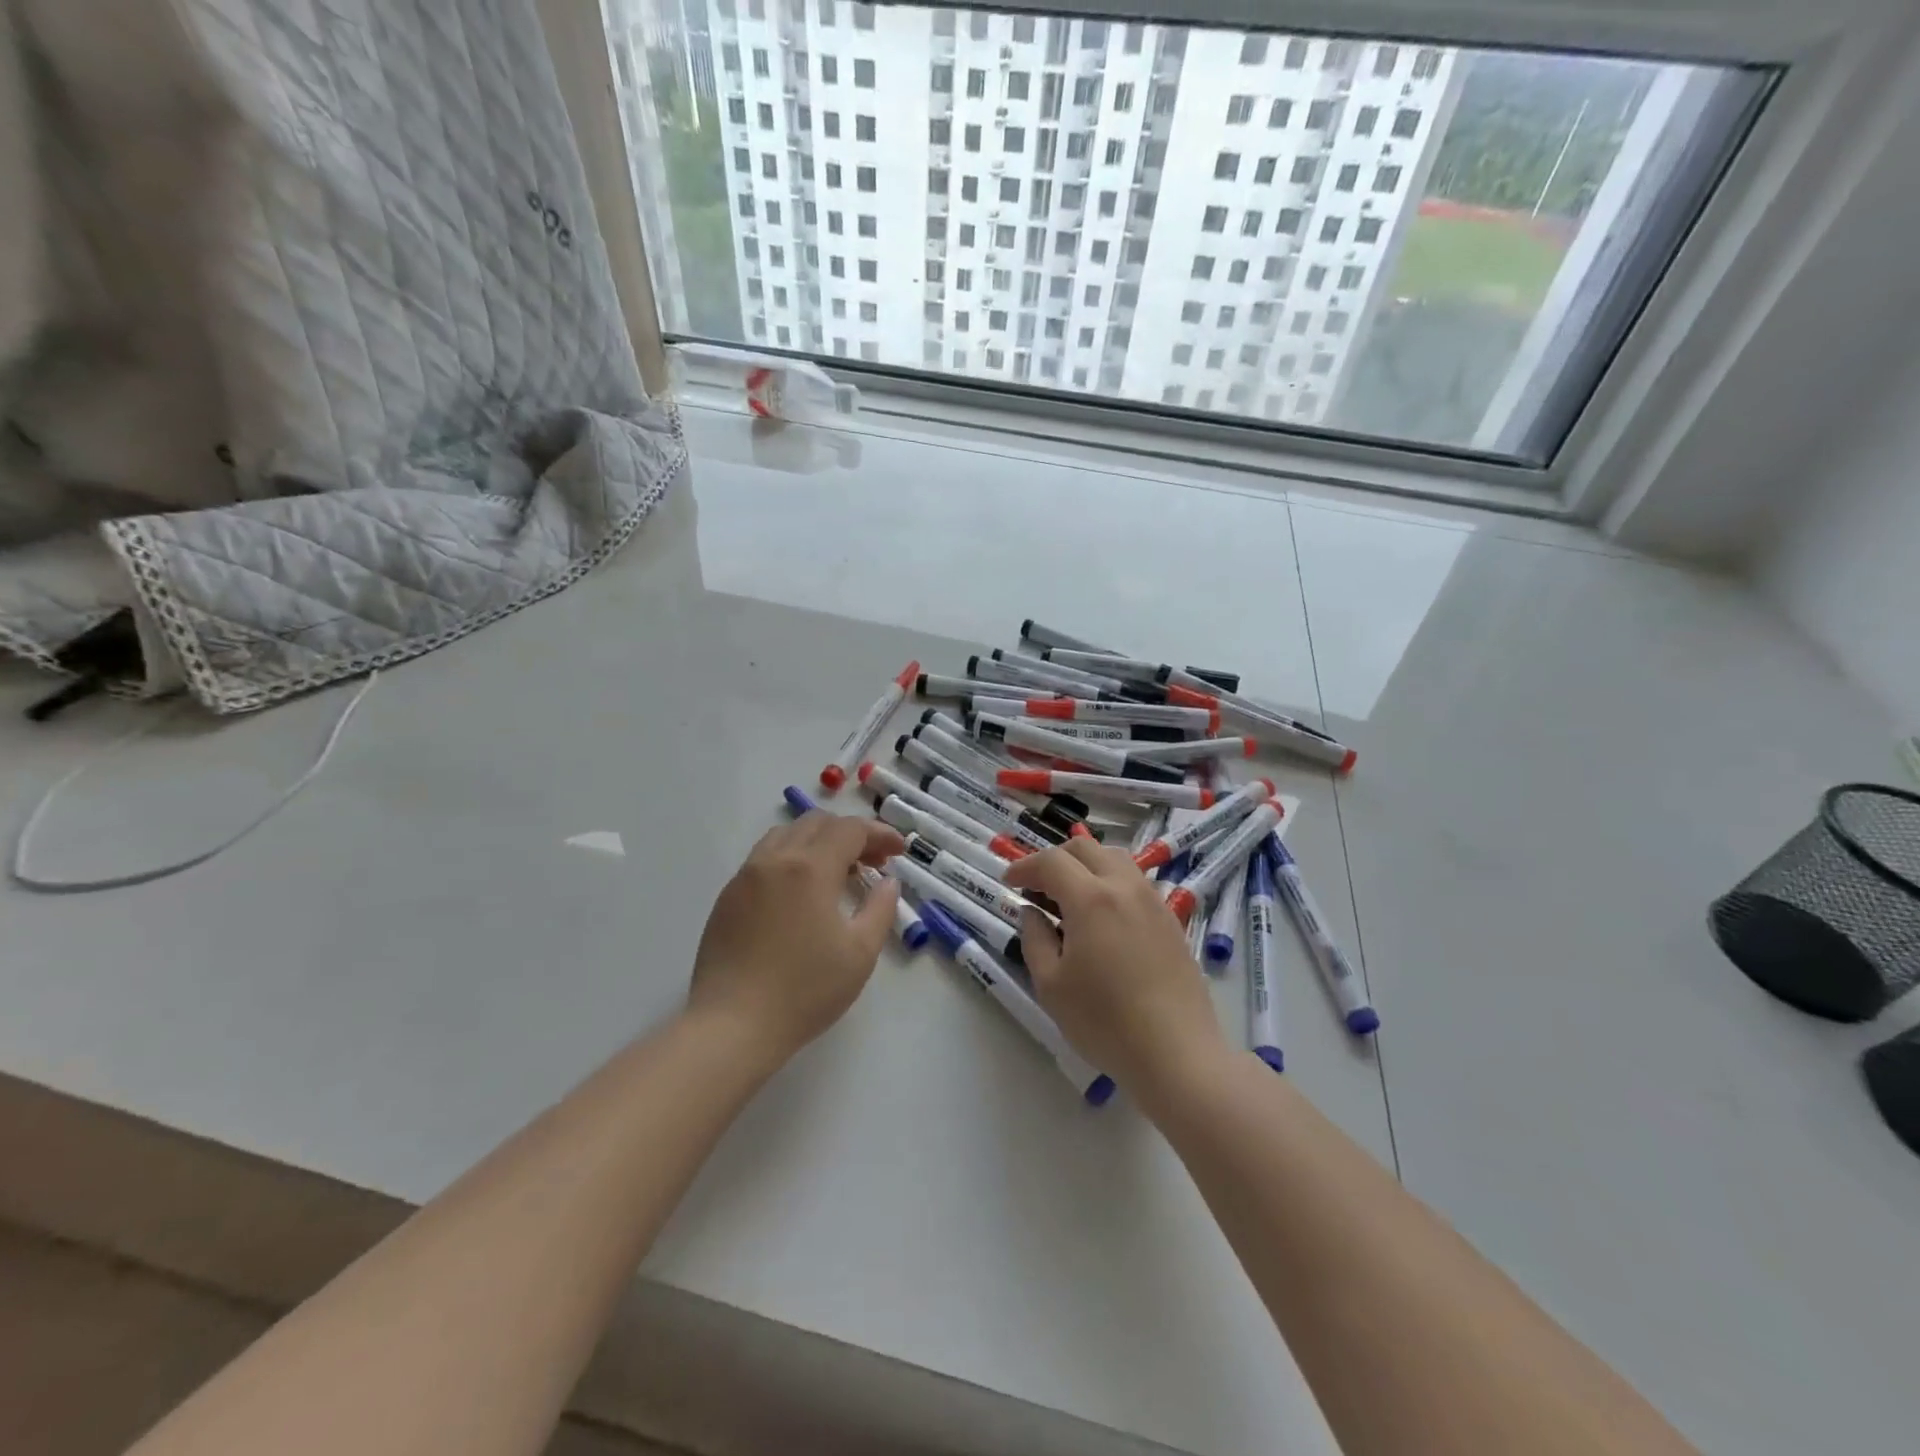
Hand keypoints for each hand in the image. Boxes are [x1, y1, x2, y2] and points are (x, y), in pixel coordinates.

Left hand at [688, 812, 906, 1068]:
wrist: (732, 1026)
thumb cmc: (804, 991)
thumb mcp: (859, 953)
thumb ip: (880, 909)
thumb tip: (887, 883)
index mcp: (810, 868)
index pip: (850, 830)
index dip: (879, 834)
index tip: (899, 851)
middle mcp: (775, 860)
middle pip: (817, 823)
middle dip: (851, 834)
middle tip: (873, 861)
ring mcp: (745, 876)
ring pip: (786, 835)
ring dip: (818, 841)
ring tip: (837, 872)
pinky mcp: (727, 897)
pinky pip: (764, 858)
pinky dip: (792, 858)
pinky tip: (801, 892)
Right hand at [1004, 838, 1228, 1095]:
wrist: (1176, 1053)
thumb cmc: (1105, 1022)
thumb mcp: (1051, 985)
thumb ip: (1035, 939)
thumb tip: (1032, 912)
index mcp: (1091, 899)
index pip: (1051, 861)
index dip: (1024, 866)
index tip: (1009, 882)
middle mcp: (1124, 887)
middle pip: (1086, 848)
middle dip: (1055, 858)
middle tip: (1037, 886)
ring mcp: (1153, 901)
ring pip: (1115, 859)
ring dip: (1086, 866)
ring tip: (1070, 898)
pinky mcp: (1170, 920)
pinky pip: (1135, 882)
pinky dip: (1110, 883)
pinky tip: (1103, 918)